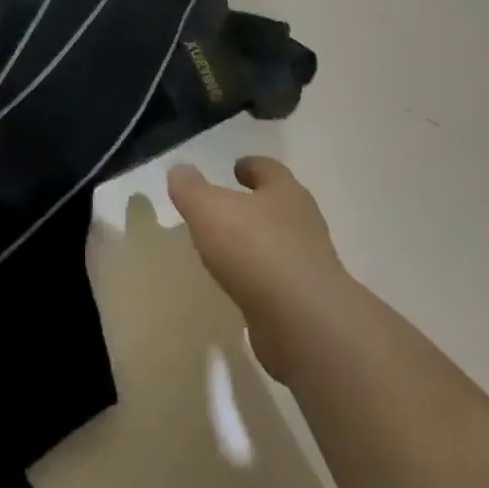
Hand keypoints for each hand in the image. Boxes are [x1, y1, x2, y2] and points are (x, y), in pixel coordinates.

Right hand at [169, 157, 349, 380]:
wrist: (303, 322)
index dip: (251, 166)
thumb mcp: (208, 208)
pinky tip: (239, 286)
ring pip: (280, 244)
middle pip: (278, 205)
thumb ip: (191, 188)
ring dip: (257, 243)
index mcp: (285, 192)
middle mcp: (303, 223)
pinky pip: (277, 281)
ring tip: (226, 249)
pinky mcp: (306, 302)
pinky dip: (259, 279)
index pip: (269, 169)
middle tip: (226, 207)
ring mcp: (308, 264)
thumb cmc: (255, 248)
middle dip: (255, 205)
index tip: (235, 168)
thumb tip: (180, 170)